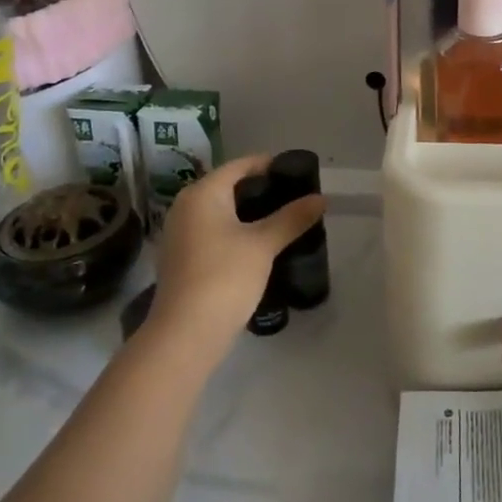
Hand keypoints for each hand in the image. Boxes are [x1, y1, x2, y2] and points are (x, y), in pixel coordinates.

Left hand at [147, 155, 324, 347]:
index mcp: (203, 192)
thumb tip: (321, 199)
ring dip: (248, 213)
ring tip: (281, 220)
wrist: (185, 335)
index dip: (269, 165)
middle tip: (294, 198)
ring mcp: (179, 233)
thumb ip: (292, 218)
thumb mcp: (263, 244)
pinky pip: (212, 231)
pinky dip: (234, 231)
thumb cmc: (224, 277)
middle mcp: (186, 206)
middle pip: (229, 186)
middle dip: (261, 191)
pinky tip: (258, 245)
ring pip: (220, 211)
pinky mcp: (181, 258)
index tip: (297, 173)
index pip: (241, 165)